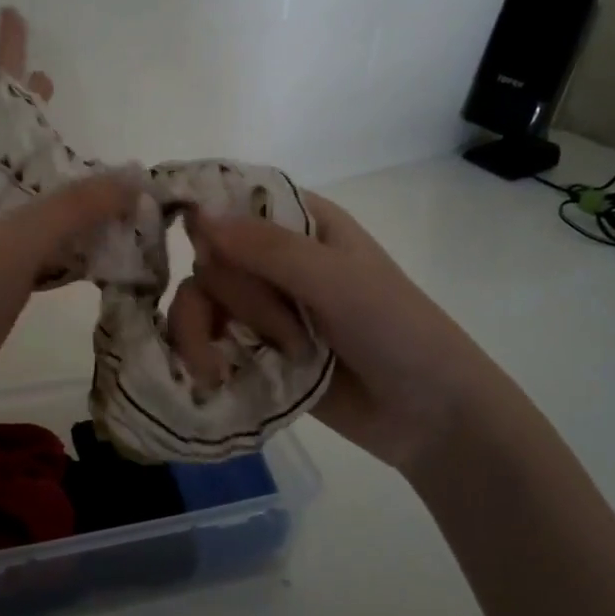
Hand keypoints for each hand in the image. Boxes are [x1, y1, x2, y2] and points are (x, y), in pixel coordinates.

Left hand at [0, 10, 137, 429]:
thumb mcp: (13, 244)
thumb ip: (71, 209)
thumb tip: (133, 175)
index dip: (4, 60)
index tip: (13, 15)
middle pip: (15, 150)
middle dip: (34, 118)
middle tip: (56, 86)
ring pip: (39, 200)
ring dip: (67, 182)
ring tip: (102, 164)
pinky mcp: (9, 280)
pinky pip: (51, 245)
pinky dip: (78, 236)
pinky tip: (104, 234)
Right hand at [180, 194, 500, 478]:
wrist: (428, 415)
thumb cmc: (396, 331)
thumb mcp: (337, 282)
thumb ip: (269, 249)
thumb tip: (198, 215)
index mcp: (301, 223)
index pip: (232, 200)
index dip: (204, 215)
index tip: (187, 239)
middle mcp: (274, 257)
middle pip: (211, 255)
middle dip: (238, 298)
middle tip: (288, 334)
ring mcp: (261, 304)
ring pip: (199, 296)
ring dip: (204, 329)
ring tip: (217, 368)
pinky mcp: (252, 347)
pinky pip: (204, 336)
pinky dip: (199, 352)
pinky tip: (211, 376)